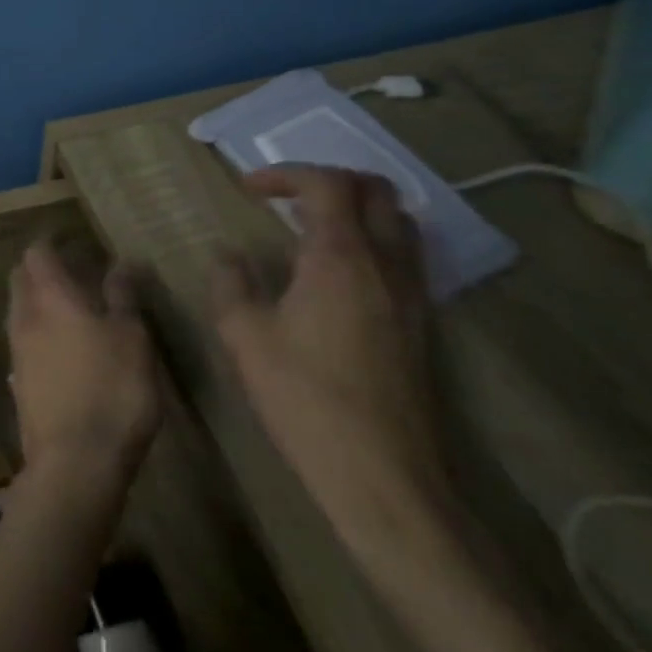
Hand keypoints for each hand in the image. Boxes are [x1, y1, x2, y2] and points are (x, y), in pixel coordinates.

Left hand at [7, 244, 160, 495]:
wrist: (75, 462)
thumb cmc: (112, 391)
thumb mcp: (132, 340)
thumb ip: (124, 297)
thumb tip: (123, 261)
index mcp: (51, 298)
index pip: (38, 253)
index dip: (51, 241)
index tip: (71, 239)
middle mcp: (25, 317)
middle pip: (21, 277)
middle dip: (40, 268)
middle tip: (71, 270)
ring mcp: (16, 350)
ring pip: (19, 309)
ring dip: (38, 300)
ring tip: (71, 308)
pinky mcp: (18, 381)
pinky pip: (23, 341)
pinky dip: (38, 331)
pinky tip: (62, 348)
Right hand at [209, 165, 446, 548]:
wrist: (382, 477)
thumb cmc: (304, 398)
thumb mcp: (244, 336)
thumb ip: (231, 283)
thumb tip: (229, 256)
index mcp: (341, 258)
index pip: (326, 184)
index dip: (284, 174)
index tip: (247, 189)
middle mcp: (387, 266)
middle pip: (377, 191)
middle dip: (329, 180)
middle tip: (286, 197)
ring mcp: (413, 296)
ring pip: (399, 223)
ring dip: (356, 210)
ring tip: (310, 229)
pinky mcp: (422, 326)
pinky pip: (404, 258)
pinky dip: (372, 243)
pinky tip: (336, 275)